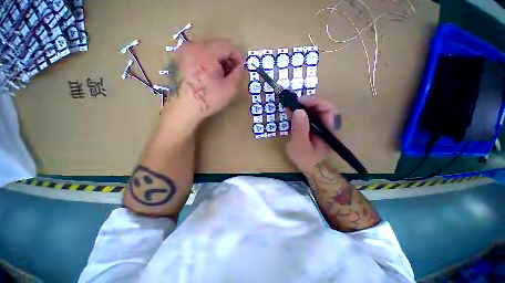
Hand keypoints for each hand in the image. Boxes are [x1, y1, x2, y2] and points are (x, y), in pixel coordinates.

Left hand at [162, 39, 244, 126]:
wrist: (183, 109)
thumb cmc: (208, 99)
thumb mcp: (229, 89)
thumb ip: (239, 74)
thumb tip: (241, 67)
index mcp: (206, 51)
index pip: (228, 45)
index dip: (238, 57)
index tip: (239, 71)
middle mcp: (193, 45)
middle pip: (218, 45)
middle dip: (228, 59)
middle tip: (230, 75)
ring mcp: (184, 51)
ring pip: (209, 49)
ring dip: (218, 61)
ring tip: (219, 77)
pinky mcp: (180, 58)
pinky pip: (199, 54)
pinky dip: (208, 62)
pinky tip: (209, 76)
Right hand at [286, 97, 340, 172]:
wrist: (309, 167)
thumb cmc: (306, 159)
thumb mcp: (300, 145)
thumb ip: (300, 129)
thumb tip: (299, 110)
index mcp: (329, 130)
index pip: (329, 110)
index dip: (316, 102)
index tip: (301, 101)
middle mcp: (327, 125)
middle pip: (321, 108)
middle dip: (307, 103)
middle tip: (293, 103)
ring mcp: (320, 126)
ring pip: (314, 111)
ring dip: (302, 107)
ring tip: (289, 107)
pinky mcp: (313, 128)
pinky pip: (308, 117)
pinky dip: (299, 113)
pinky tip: (290, 113)